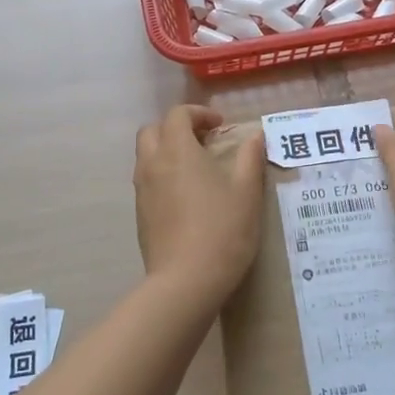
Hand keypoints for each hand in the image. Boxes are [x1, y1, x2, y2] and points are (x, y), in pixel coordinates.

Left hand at [133, 105, 266, 300]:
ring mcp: (142, 190)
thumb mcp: (247, 191)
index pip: (177, 115)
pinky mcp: (139, 214)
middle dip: (176, 128)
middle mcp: (152, 164)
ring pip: (146, 156)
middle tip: (203, 141)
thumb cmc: (222, 230)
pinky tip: (186, 196)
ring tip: (196, 168)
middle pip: (152, 130)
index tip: (220, 125)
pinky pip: (146, 181)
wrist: (186, 281)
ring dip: (167, 151)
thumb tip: (255, 135)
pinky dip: (162, 175)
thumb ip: (250, 158)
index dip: (198, 113)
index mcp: (177, 151)